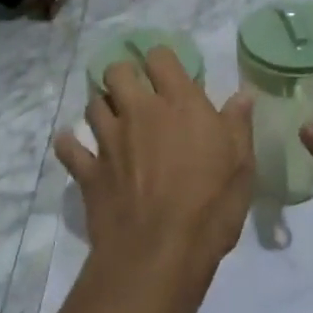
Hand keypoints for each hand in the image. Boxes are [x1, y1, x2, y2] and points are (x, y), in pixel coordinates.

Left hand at [54, 47, 255, 279]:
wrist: (160, 254)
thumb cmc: (210, 206)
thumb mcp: (241, 165)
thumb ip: (238, 124)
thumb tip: (243, 94)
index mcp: (179, 104)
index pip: (160, 58)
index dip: (161, 60)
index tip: (167, 74)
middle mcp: (139, 111)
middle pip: (117, 72)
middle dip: (124, 76)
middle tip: (135, 93)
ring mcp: (110, 140)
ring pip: (93, 104)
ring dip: (101, 107)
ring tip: (112, 119)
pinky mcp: (89, 171)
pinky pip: (69, 147)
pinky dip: (69, 144)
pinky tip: (73, 146)